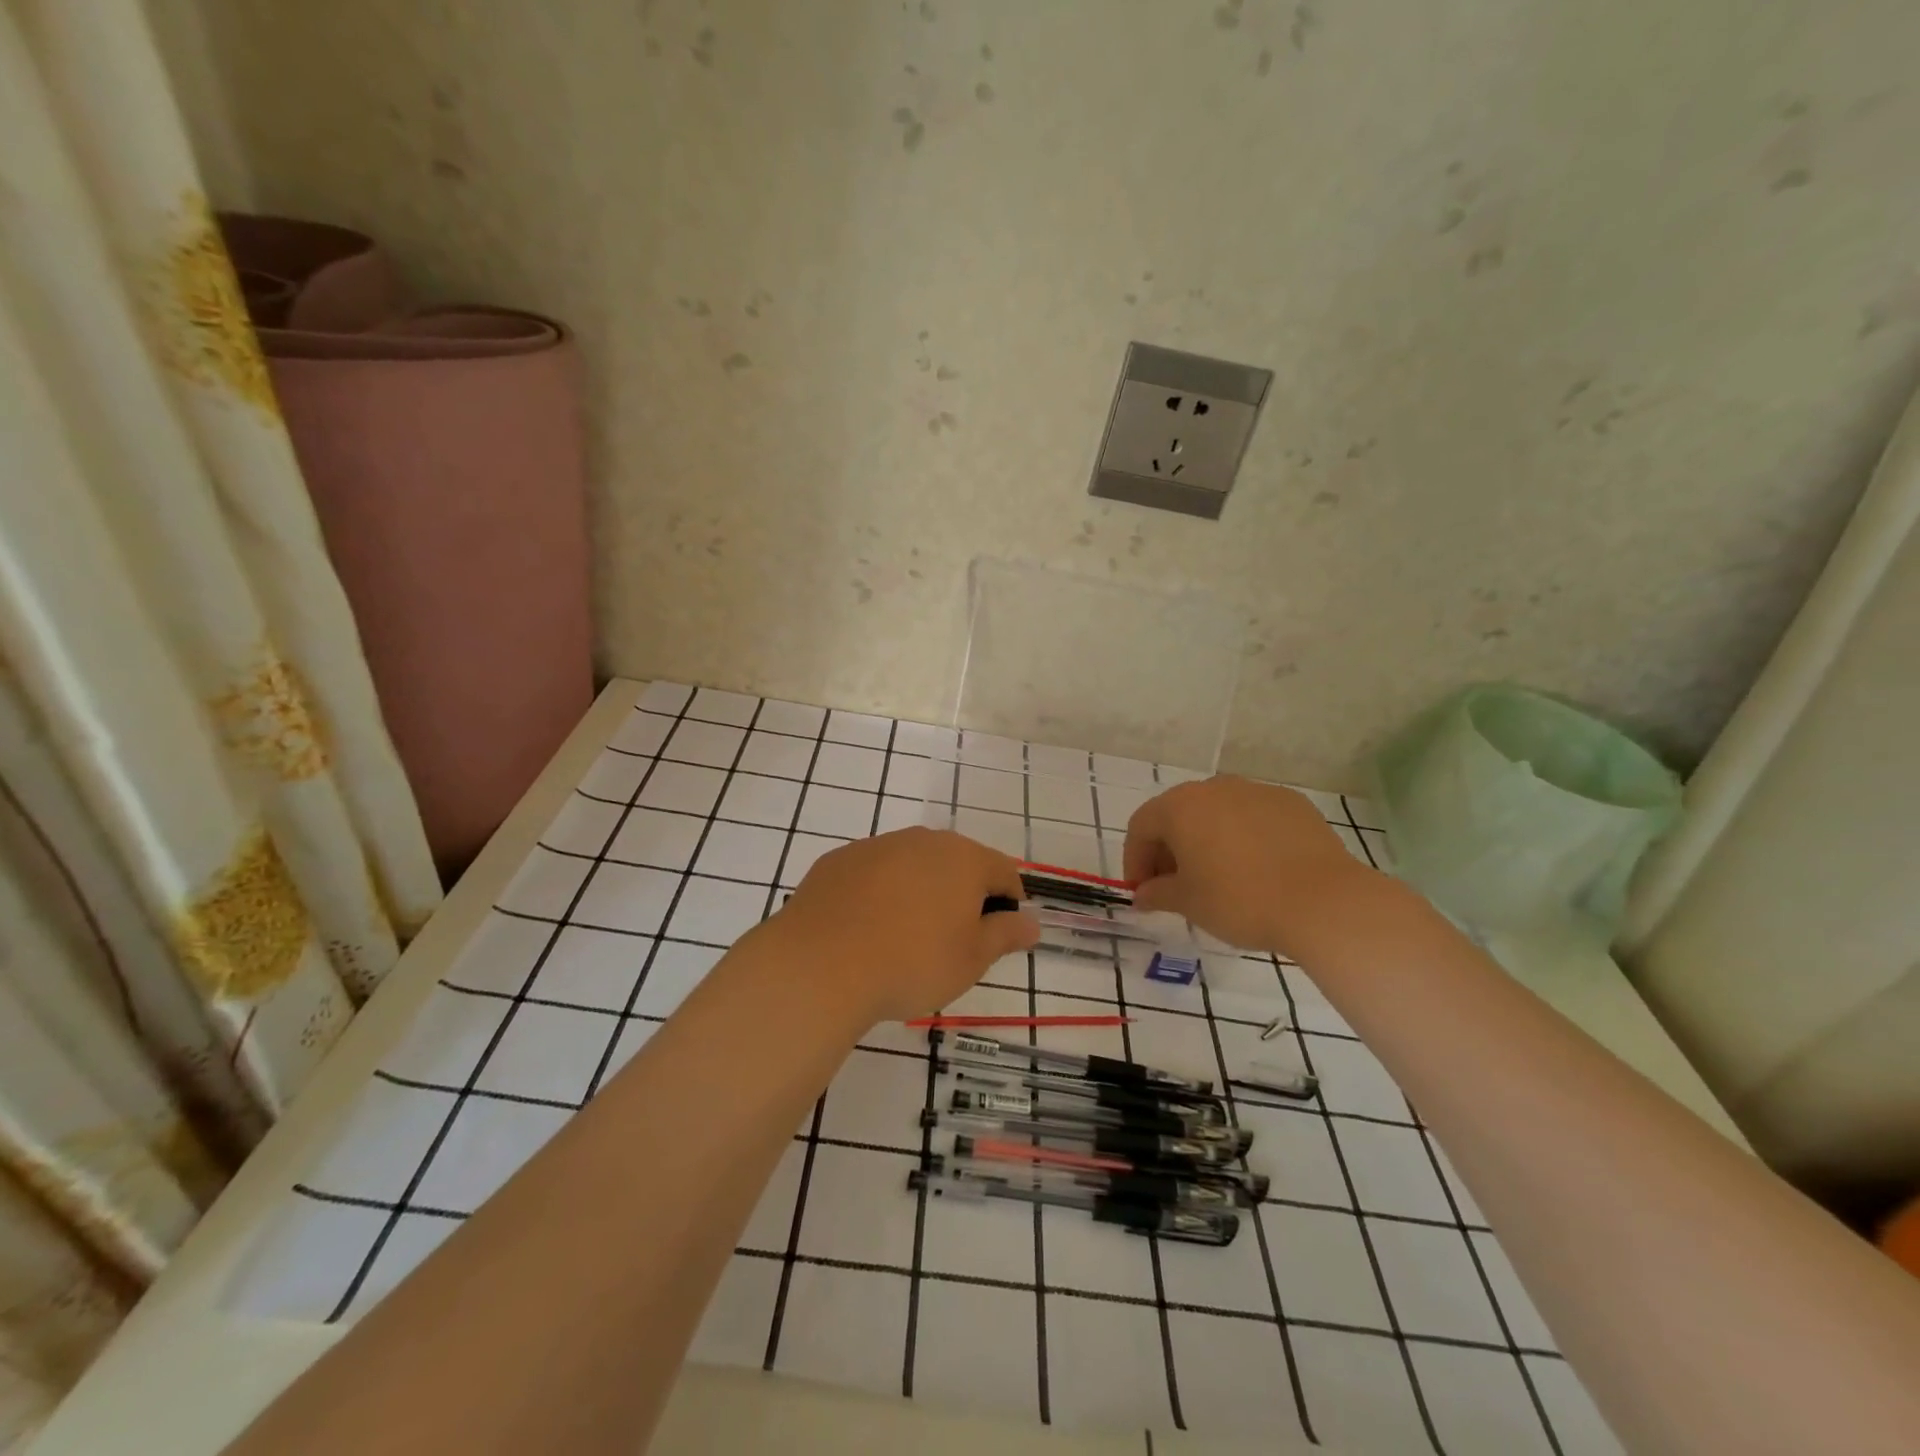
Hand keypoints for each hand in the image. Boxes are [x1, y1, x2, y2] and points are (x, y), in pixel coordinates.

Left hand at [771, 827, 1038, 1022]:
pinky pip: (874, 873)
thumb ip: (1006, 935)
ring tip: (906, 938)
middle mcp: (923, 840)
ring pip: (913, 865)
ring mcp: (877, 846)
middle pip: (958, 863)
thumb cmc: (911, 963)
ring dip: (920, 892)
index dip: (1010, 902)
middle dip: (963, 895)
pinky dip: (880, 894)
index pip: (1004, 871)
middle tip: (953, 941)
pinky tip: (866, 929)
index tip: (999, 935)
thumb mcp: (972, 959)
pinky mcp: (839, 860)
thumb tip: (1032, 922)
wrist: (820, 965)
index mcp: (964, 858)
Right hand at [1124, 777, 1379, 954]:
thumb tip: (1142, 895)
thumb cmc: (1240, 900)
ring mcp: (1257, 791)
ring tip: (1217, 879)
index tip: (1143, 892)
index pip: (1141, 827)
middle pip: (1178, 815)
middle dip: (1169, 850)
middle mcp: (1215, 788)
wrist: (1324, 902)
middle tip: (1175, 887)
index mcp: (1180, 806)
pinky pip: (1253, 818)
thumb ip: (1157, 894)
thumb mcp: (1188, 903)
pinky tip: (1257, 870)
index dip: (1135, 860)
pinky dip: (1243, 838)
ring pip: (1217, 814)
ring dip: (1206, 841)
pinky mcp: (1293, 804)